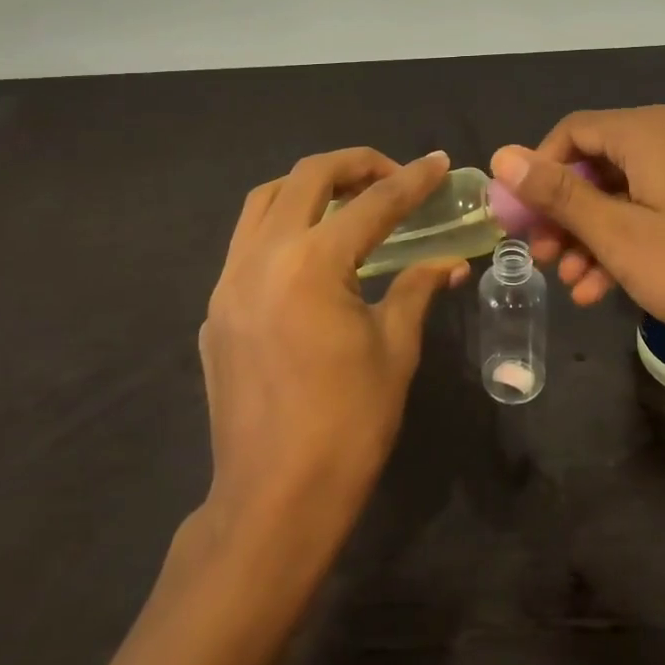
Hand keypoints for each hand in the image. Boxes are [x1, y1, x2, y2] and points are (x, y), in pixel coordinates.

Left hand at [200, 148, 467, 537]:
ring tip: (348, 201)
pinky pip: (246, 242)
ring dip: (309, 187)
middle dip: (355, 164)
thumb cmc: (348, 425)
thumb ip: (417, 289)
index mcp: (312, 264)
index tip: (439, 162)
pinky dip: (281, 226)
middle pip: (307, 178)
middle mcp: (262, 257)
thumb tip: (450, 262)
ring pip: (264, 200)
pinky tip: (310, 254)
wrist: (273, 502)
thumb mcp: (394, 350)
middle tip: (392, 175)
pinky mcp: (215, 310)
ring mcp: (228, 282)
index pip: (372, 204)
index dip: (412, 180)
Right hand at [490, 107, 664, 363]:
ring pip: (629, 192)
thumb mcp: (618, 234)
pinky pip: (661, 208)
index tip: (522, 217)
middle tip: (542, 256)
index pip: (572, 132)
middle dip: (566, 213)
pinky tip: (610, 287)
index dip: (538, 172)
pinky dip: (632, 239)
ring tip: (574, 284)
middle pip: (600, 163)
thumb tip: (502, 155)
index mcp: (647, 131)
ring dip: (595, 235)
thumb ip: (558, 194)